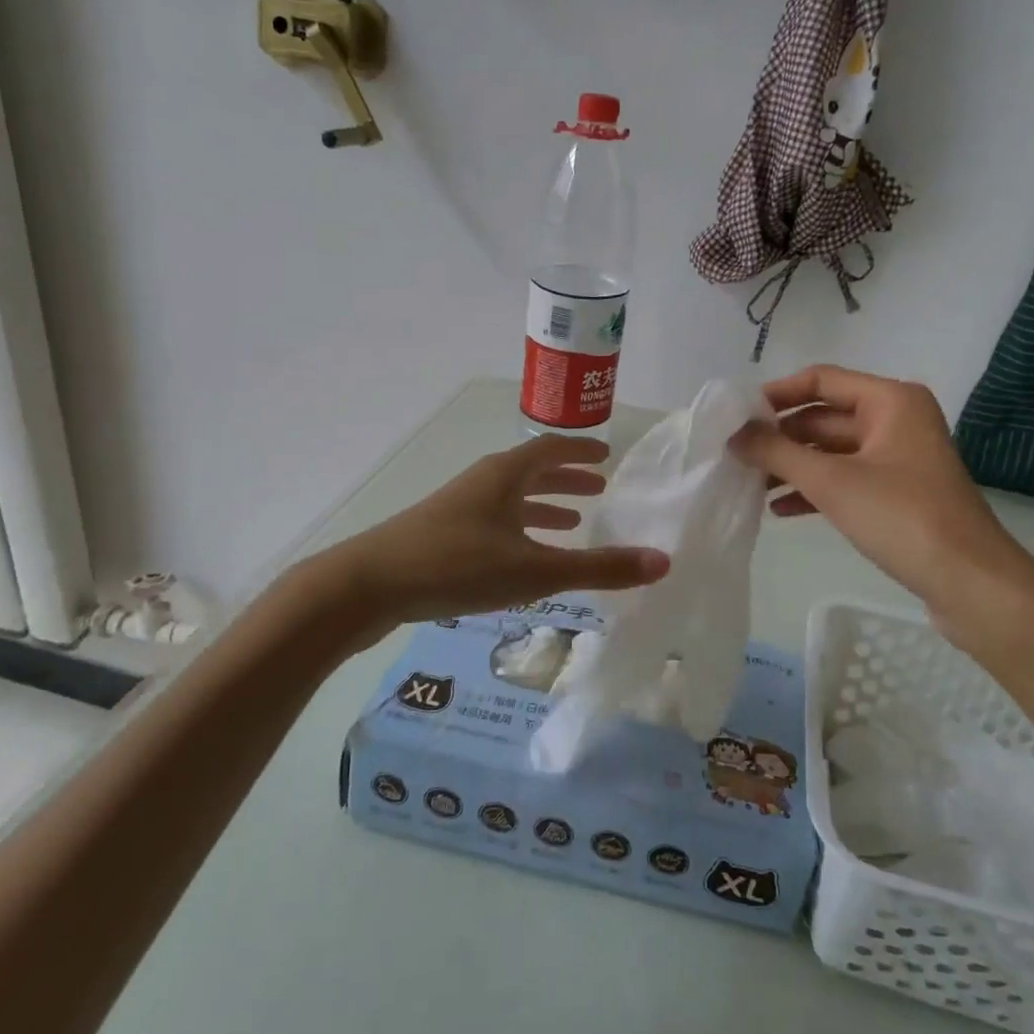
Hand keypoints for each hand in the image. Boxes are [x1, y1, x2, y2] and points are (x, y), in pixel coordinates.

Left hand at [333, 434, 668, 626]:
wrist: (369, 584)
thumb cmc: (458, 565)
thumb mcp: (535, 571)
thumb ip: (599, 568)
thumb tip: (664, 561)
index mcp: (506, 474)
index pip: (552, 449)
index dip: (582, 451)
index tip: (608, 454)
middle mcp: (483, 482)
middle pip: (532, 471)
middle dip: (567, 479)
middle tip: (599, 487)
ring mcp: (458, 508)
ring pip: (511, 499)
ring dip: (543, 506)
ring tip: (571, 524)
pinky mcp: (441, 534)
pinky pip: (494, 522)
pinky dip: (518, 531)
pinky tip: (521, 557)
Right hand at [730, 365, 1033, 630]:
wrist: (970, 583)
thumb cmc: (902, 518)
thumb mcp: (831, 482)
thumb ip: (777, 453)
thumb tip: (733, 434)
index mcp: (890, 401)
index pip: (821, 380)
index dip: (777, 395)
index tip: (737, 416)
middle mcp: (896, 420)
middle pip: (824, 417)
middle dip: (780, 437)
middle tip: (736, 455)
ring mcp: (897, 458)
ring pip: (831, 451)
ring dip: (792, 466)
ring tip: (750, 485)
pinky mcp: (897, 492)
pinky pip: (845, 479)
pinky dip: (813, 490)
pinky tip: (779, 510)